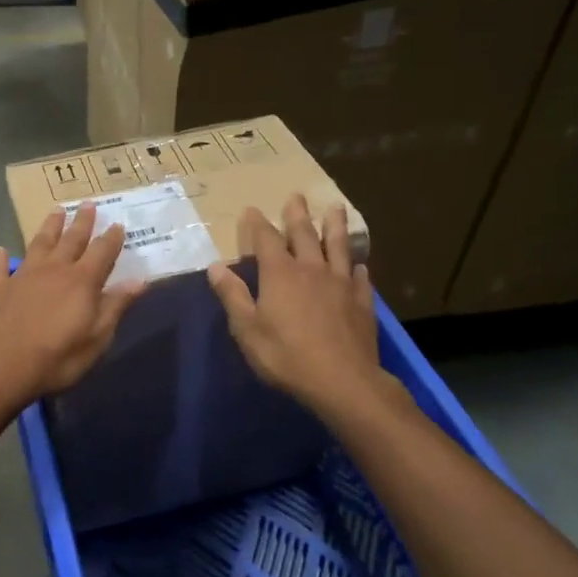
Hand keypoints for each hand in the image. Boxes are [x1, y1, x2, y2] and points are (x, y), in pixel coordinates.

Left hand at [0, 202, 147, 406]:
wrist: (0, 365)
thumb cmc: (57, 357)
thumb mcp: (97, 338)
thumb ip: (116, 305)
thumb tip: (140, 279)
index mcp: (82, 281)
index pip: (102, 252)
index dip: (111, 238)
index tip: (118, 224)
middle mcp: (54, 270)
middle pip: (71, 239)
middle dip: (82, 222)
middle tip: (88, 203)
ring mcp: (23, 276)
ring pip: (39, 244)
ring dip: (49, 227)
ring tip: (56, 211)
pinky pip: (0, 268)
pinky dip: (1, 258)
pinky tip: (0, 250)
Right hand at [206, 194, 384, 415]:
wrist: (342, 381)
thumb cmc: (286, 356)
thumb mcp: (247, 329)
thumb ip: (232, 295)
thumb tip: (215, 266)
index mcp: (280, 274)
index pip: (265, 239)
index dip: (257, 223)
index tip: (251, 209)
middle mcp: (311, 269)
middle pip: (304, 234)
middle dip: (297, 214)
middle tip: (297, 195)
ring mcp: (340, 283)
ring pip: (337, 246)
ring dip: (335, 226)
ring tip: (336, 208)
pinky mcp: (362, 301)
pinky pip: (360, 277)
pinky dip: (357, 267)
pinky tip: (359, 265)